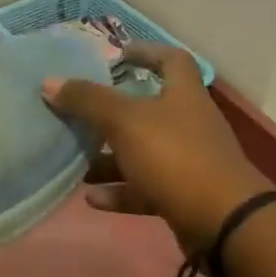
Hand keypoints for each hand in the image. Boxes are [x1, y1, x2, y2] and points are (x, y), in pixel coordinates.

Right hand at [43, 44, 269, 253]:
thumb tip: (50, 82)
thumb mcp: (125, 121)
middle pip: (149, 108)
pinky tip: (91, 198)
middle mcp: (189, 123)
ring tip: (75, 160)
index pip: (171, 59)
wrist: (225, 224)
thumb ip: (87, 100)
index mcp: (183, 94)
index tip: (115, 55)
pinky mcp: (185, 197)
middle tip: (80, 111)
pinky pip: (146, 188)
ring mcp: (189, 162)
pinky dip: (119, 191)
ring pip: (143, 151)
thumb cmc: (175, 156)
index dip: (145, 52)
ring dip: (110, 157)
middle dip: (112, 111)